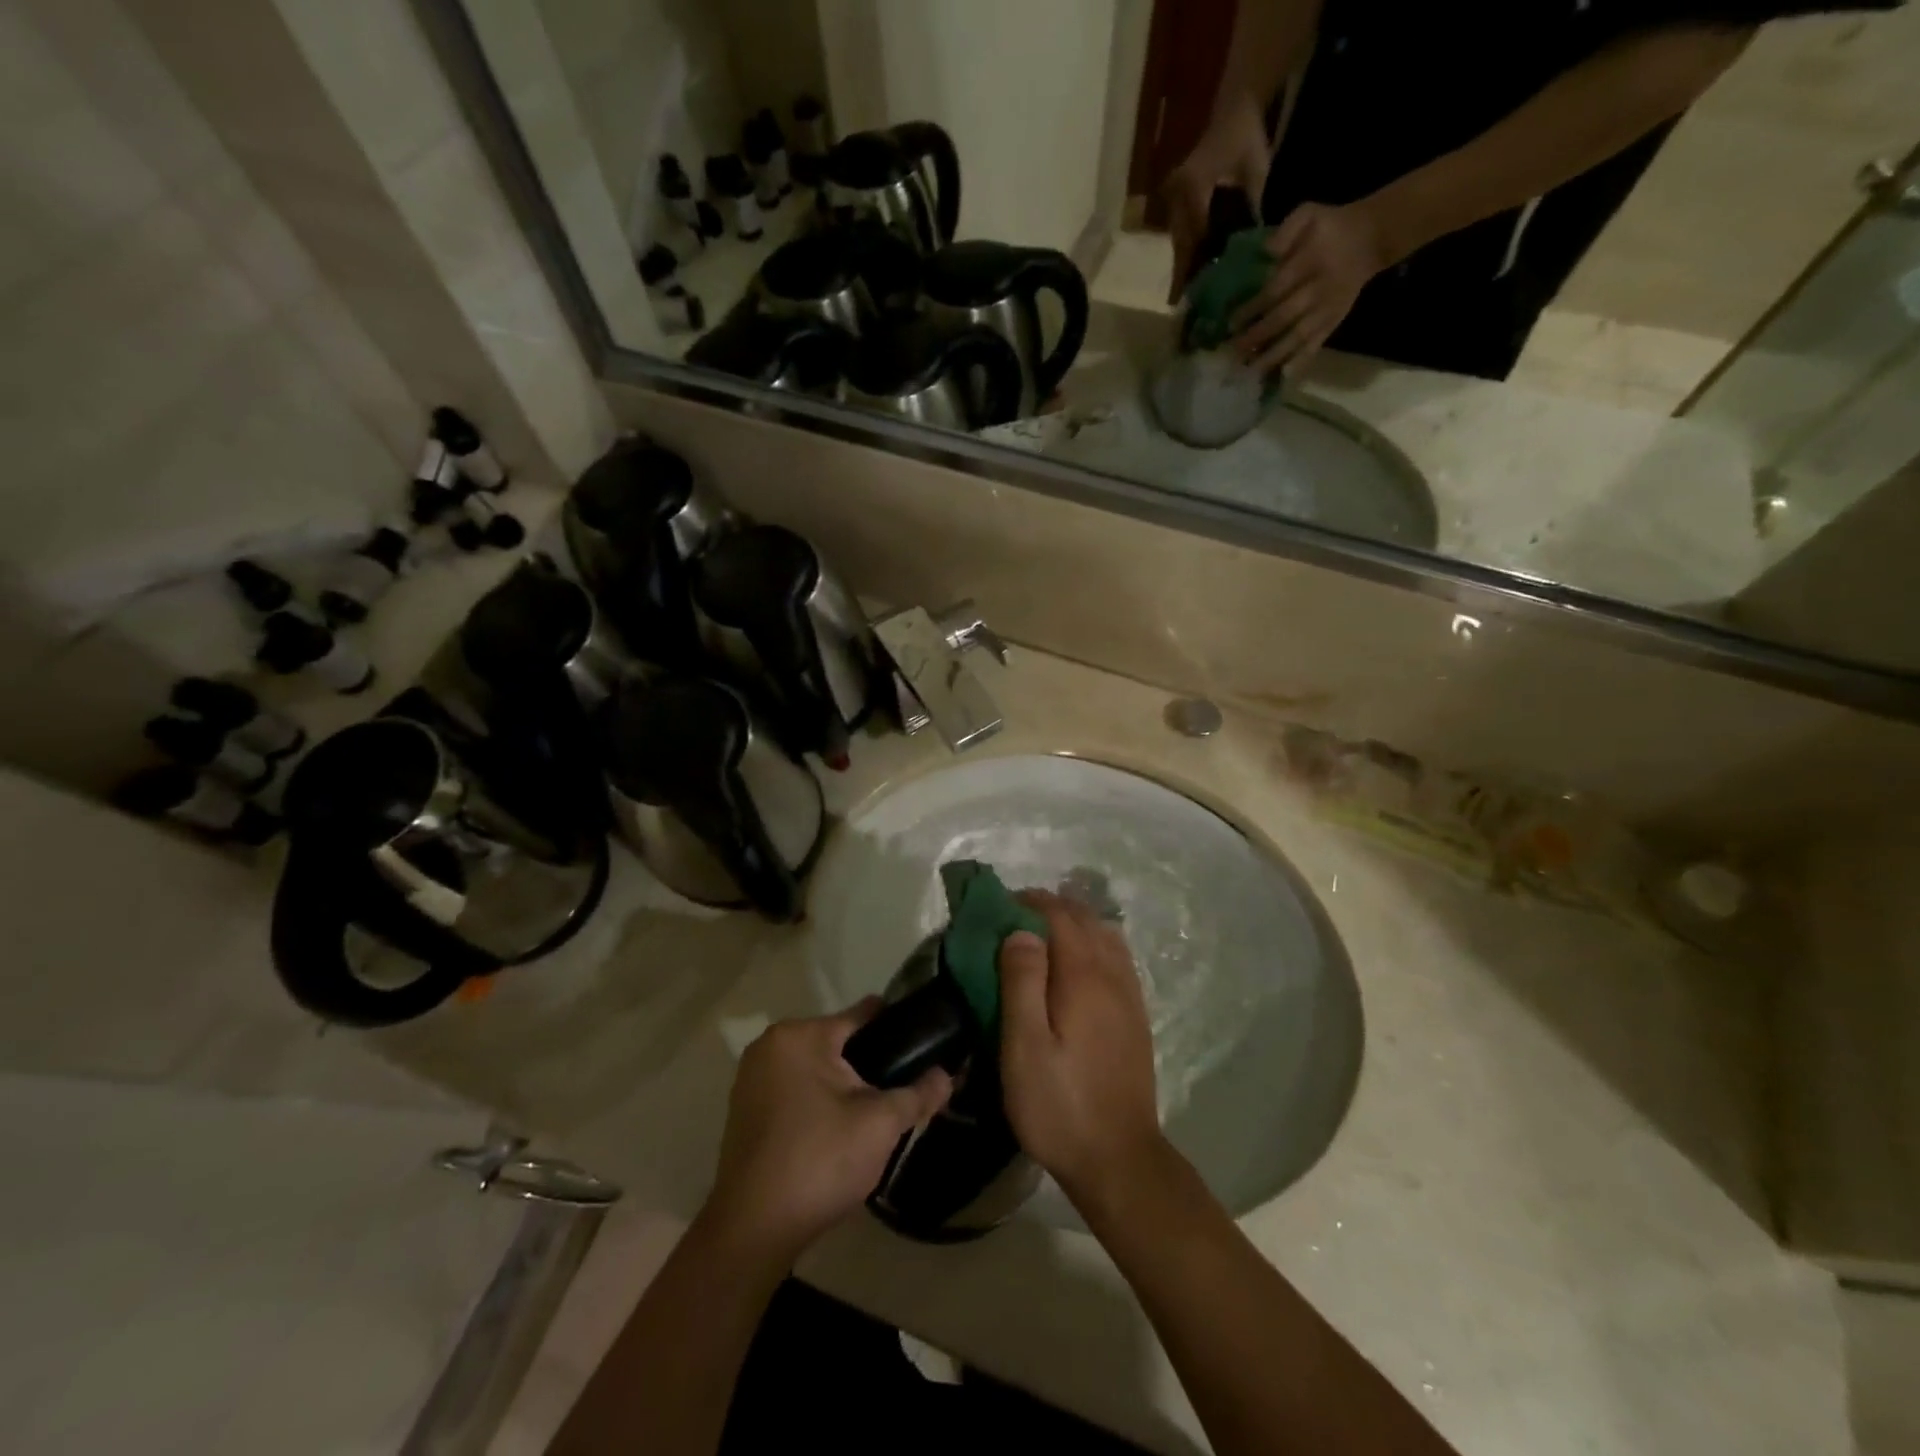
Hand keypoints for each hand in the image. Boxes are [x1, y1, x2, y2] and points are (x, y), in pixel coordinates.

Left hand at [704, 1003, 951, 1261]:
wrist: (753, 1232)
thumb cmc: (819, 1162)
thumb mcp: (880, 1125)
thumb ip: (918, 1093)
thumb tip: (948, 1075)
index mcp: (800, 1035)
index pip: (863, 1016)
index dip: (899, 1030)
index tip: (925, 1049)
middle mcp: (771, 1045)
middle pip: (840, 1043)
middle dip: (871, 1065)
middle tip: (902, 1094)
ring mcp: (752, 1077)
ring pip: (818, 1069)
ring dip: (845, 1087)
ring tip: (876, 1116)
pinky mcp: (745, 1109)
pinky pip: (796, 1090)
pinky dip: (819, 1103)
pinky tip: (839, 1133)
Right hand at [998, 892, 1164, 1211]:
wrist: (1118, 1159)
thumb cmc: (1059, 1105)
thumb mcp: (1024, 1046)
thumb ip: (1022, 982)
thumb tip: (1022, 929)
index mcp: (1084, 977)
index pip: (1060, 915)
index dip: (1030, 902)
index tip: (999, 906)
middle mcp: (1113, 975)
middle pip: (1085, 919)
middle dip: (1050, 907)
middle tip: (1013, 917)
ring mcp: (1130, 995)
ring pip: (1105, 935)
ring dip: (1074, 922)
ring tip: (1042, 935)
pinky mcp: (1136, 1015)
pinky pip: (1117, 957)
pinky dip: (1094, 942)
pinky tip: (1076, 963)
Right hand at [1164, 99, 1272, 303]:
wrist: (1234, 103)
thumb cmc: (1247, 134)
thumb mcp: (1256, 170)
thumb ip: (1252, 208)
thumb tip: (1254, 247)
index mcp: (1194, 188)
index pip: (1194, 238)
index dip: (1193, 270)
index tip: (1189, 298)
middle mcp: (1177, 196)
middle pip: (1181, 247)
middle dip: (1183, 277)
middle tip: (1184, 308)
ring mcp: (1174, 198)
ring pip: (1179, 243)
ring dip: (1183, 269)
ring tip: (1185, 297)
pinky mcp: (1177, 200)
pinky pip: (1181, 233)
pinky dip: (1187, 253)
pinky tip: (1190, 273)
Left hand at [1232, 201, 1390, 376]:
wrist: (1370, 238)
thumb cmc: (1330, 227)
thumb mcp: (1309, 213)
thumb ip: (1286, 231)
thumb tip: (1264, 253)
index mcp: (1309, 263)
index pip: (1275, 290)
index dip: (1252, 308)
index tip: (1230, 323)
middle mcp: (1317, 290)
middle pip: (1283, 318)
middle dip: (1255, 337)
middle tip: (1231, 351)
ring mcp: (1326, 311)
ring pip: (1296, 338)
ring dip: (1271, 357)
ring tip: (1248, 371)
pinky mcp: (1333, 323)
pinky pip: (1314, 346)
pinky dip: (1298, 363)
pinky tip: (1280, 377)